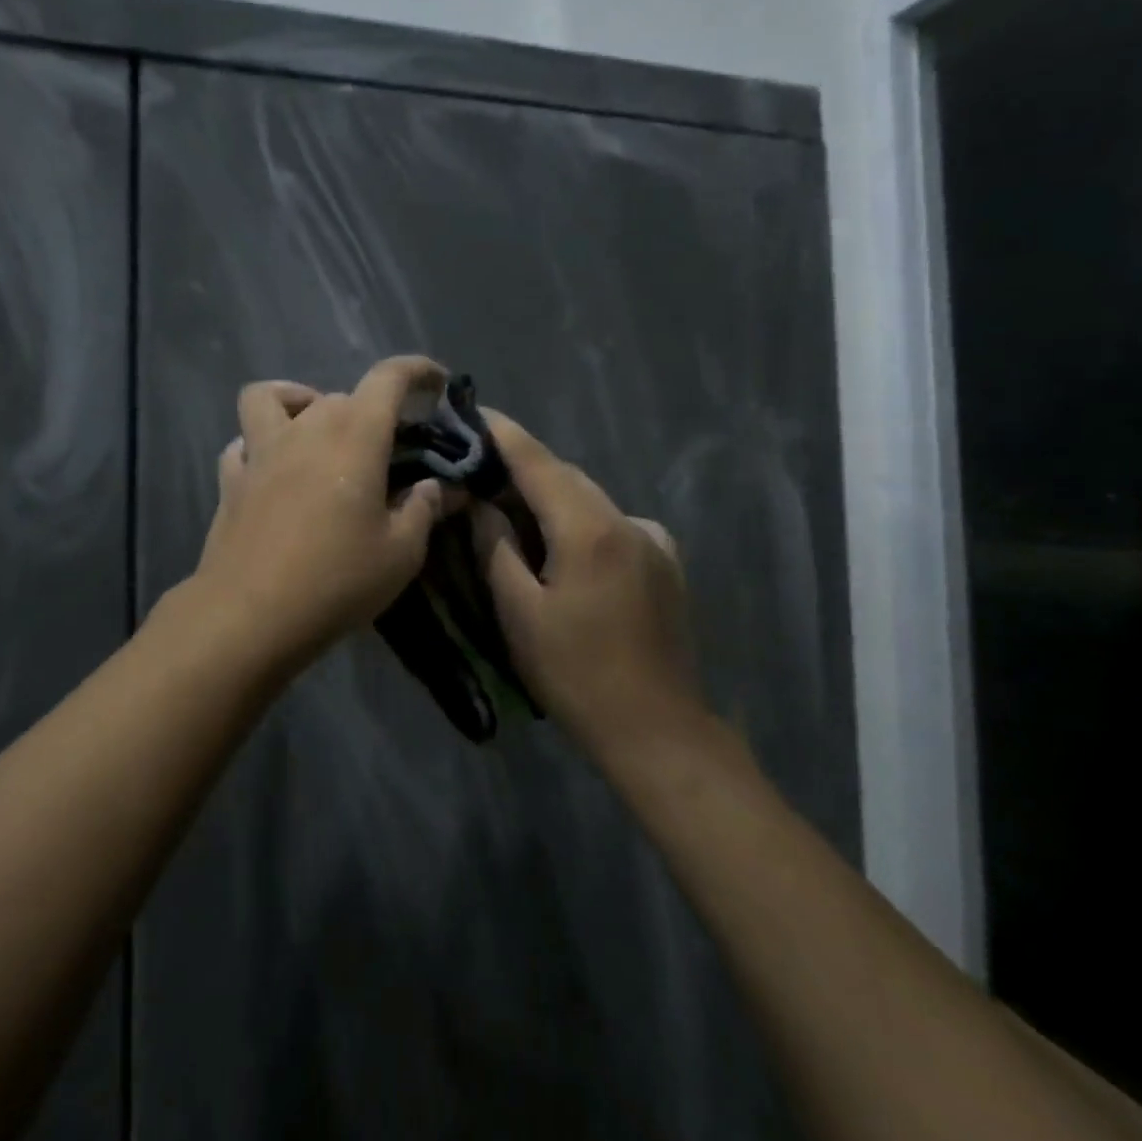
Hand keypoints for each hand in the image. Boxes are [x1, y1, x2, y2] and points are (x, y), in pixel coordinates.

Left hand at [188, 356, 447, 665]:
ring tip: (316, 433)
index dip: (416, 370)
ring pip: (270, 398)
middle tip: (384, 448)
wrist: (250, 615)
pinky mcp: (230, 480)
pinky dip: (259, 445)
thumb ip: (424, 509)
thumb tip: (442, 487)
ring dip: (297, 403)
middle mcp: (305, 430)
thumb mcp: (401, 553)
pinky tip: (273, 471)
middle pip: (339, 395)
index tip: (436, 383)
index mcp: (355, 436)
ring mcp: (260, 452)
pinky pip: (242, 443)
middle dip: (368, 410)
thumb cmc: (337, 580)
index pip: (388, 378)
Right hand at [471, 411, 707, 759]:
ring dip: (551, 498)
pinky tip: (563, 550)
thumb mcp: (519, 612)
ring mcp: (654, 540)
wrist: (656, 729)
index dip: (504, 434)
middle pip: (566, 477)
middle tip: (480, 471)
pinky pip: (613, 524)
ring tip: (512, 511)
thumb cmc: (575, 673)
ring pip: (590, 500)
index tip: (475, 410)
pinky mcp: (666, 562)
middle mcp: (628, 521)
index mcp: (590, 529)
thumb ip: (496, 547)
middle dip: (523, 469)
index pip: (538, 462)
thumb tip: (482, 503)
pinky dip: (581, 522)